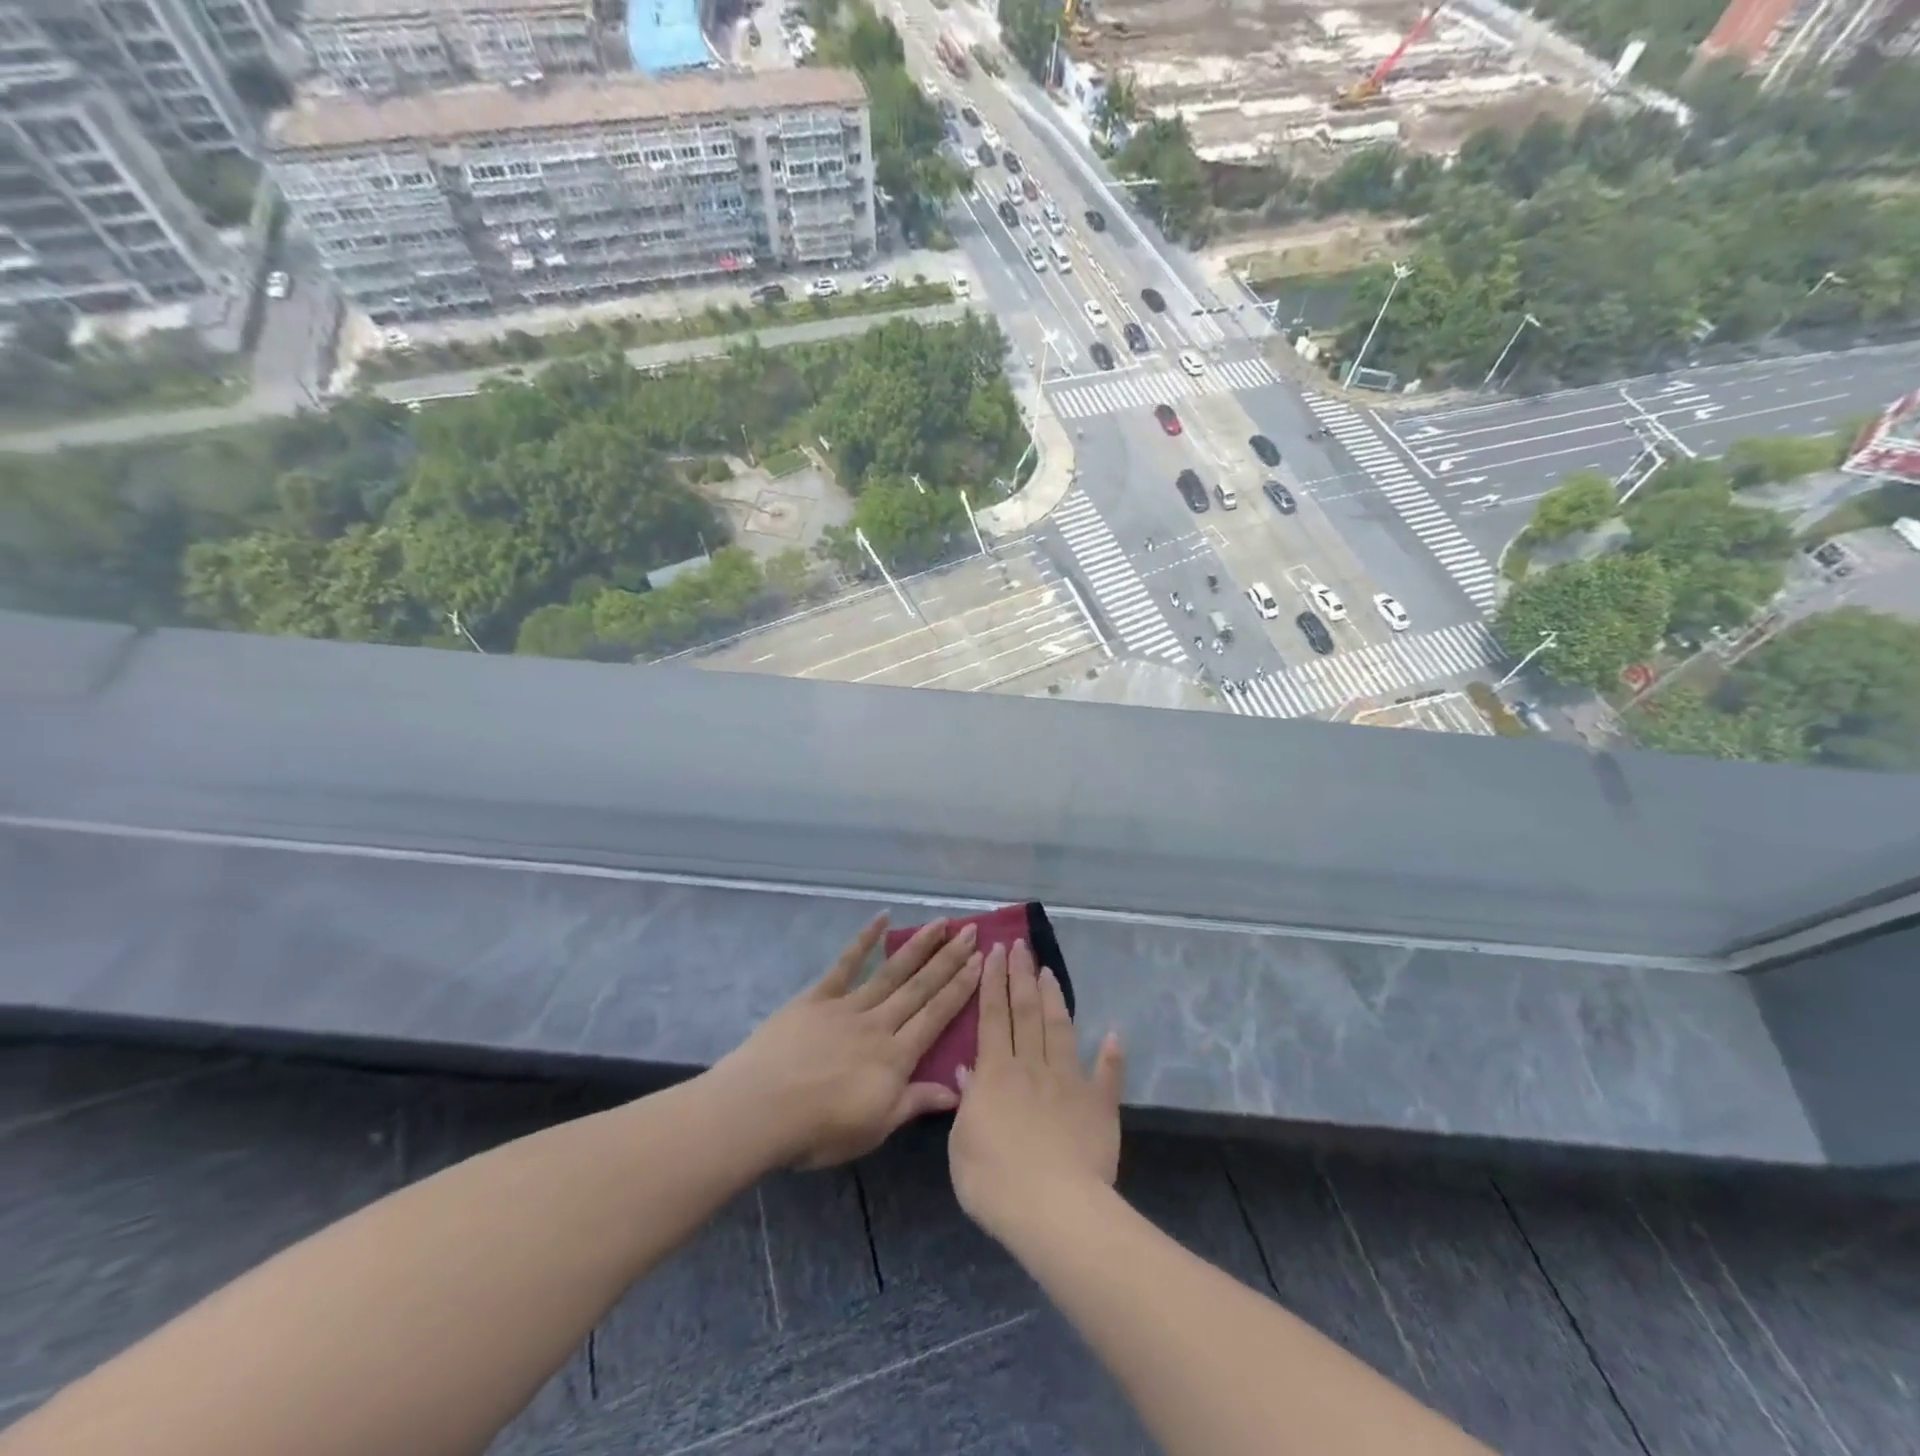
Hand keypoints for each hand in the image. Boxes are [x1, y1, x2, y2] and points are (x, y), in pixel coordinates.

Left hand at [713, 914, 982, 1170]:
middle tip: (971, 931)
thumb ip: (914, 1103)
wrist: (762, 1109)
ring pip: (892, 971)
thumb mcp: (875, 1128)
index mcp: (896, 1057)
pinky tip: (882, 917)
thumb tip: (957, 1091)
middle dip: (949, 959)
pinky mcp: (817, 997)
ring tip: (941, 923)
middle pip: (920, 987)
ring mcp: (848, 1006)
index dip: (961, 988)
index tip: (981, 961)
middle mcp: (879, 1023)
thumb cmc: (819, 1130)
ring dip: (919, 945)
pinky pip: (845, 964)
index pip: (936, 1016)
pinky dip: (864, 939)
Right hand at [948, 940, 1124, 1247]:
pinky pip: (1106, 1074)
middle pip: (1025, 1011)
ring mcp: (1068, 1082)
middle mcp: (1031, 1066)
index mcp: (995, 1073)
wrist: (1053, 1210)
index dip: (992, 983)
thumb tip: (968, 1072)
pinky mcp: (1098, 1104)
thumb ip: (965, 1105)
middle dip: (1020, 975)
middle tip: (1018, 945)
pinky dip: (1111, 1054)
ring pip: (1059, 1029)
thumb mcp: (961, 1146)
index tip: (994, 952)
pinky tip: (1114, 1033)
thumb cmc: (995, 1182)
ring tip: (1049, 971)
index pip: (992, 1017)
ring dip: (1054, 998)